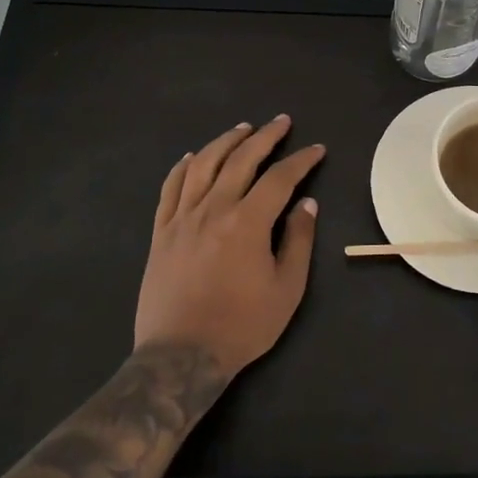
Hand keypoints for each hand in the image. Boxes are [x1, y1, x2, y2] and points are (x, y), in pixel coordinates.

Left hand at [135, 116, 325, 376]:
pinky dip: (183, 167)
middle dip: (265, 137)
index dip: (301, 160)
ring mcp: (182, 218)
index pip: (279, 178)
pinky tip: (193, 157)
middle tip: (281, 122)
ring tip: (242, 128)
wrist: (181, 356)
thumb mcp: (286, 288)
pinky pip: (170, 188)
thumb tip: (306, 203)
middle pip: (241, 159)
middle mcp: (213, 209)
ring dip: (226, 142)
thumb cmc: (242, 325)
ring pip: (203, 165)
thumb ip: (298, 240)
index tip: (316, 150)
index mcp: (247, 222)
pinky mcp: (161, 232)